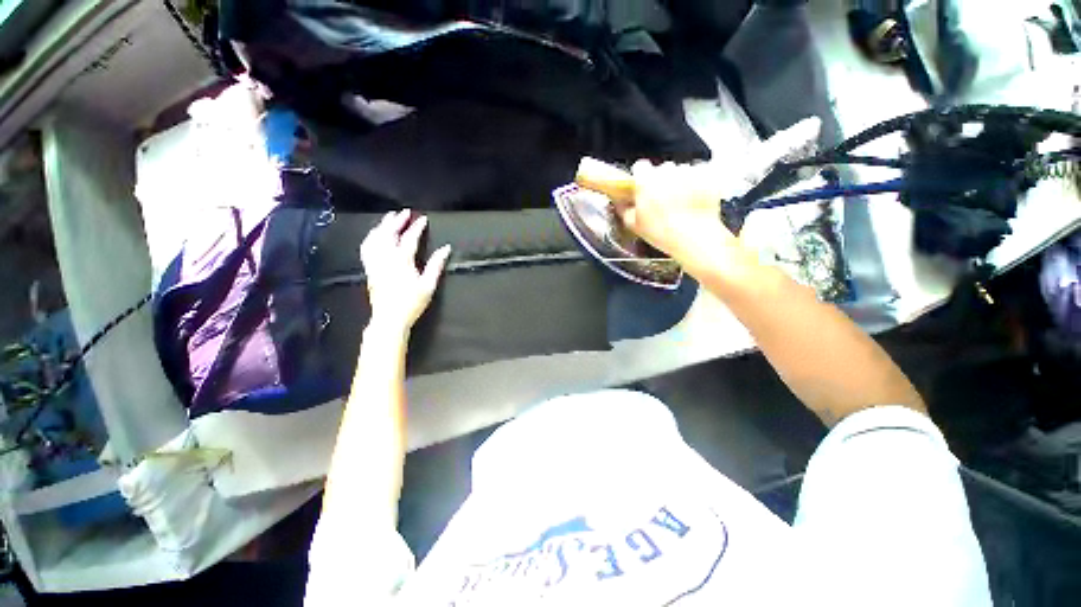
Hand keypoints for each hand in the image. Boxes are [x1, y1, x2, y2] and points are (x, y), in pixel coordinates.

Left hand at [360, 210, 451, 332]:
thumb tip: (446, 248)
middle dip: (397, 221)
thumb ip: (436, 265)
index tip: (423, 219)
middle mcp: (386, 258)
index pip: (409, 239)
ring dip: (382, 226)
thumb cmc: (412, 303)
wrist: (389, 318)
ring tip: (389, 218)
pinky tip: (375, 235)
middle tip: (404, 212)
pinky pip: (366, 248)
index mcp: (402, 262)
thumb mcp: (428, 285)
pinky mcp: (369, 269)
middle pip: (389, 234)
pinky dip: (371, 237)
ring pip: (375, 238)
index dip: (416, 228)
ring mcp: (375, 263)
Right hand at [621, 161, 735, 266]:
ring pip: (682, 170)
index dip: (642, 177)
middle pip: (662, 168)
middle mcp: (667, 171)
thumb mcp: (635, 225)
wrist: (694, 238)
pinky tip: (696, 198)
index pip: (640, 166)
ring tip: (682, 201)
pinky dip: (698, 182)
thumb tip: (621, 203)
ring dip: (680, 181)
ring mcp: (688, 171)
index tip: (644, 186)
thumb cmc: (662, 233)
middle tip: (663, 199)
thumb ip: (625, 210)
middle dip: (662, 180)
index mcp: (646, 180)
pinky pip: (700, 173)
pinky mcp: (707, 175)